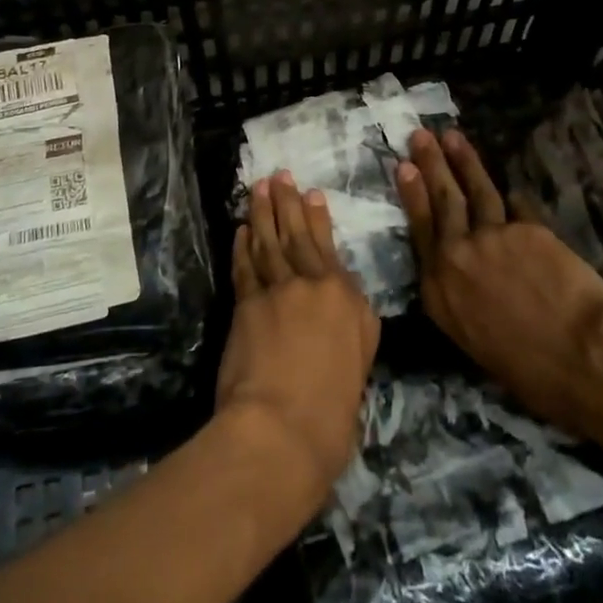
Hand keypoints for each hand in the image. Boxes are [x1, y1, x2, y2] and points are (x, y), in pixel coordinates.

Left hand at [215, 172, 380, 510]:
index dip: (317, 218)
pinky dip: (242, 245)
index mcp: (346, 297)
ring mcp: (275, 291)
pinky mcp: (246, 304)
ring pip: (267, 242)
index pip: (328, 248)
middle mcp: (311, 284)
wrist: (284, 427)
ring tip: (258, 188)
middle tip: (278, 175)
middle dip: (286, 203)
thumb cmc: (334, 408)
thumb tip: (342, 298)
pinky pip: (244, 265)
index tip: (312, 193)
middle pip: (295, 235)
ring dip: (261, 213)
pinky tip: (241, 229)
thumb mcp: (361, 360)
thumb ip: (353, 321)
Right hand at [399, 129, 602, 455]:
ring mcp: (491, 237)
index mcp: (439, 292)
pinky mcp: (526, 229)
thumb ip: (465, 300)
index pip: (420, 231)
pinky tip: (512, 187)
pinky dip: (514, 199)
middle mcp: (456, 257)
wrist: (583, 358)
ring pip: (475, 191)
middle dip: (431, 164)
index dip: (413, 196)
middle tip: (420, 135)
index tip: (403, 168)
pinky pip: (517, 208)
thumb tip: (473, 280)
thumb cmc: (531, 372)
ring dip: (463, 160)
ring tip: (452, 136)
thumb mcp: (476, 342)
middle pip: (442, 201)